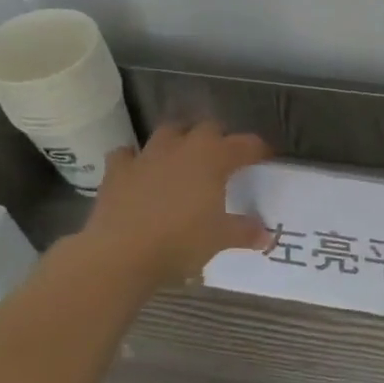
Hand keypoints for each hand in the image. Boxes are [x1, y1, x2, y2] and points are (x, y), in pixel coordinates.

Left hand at [79, 121, 272, 288]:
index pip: (245, 144)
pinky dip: (136, 160)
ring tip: (185, 159)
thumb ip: (245, 232)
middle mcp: (182, 147)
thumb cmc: (181, 241)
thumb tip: (267, 236)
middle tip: (225, 159)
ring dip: (179, 141)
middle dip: (219, 139)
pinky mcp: (117, 171)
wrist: (120, 254)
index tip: (266, 158)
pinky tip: (141, 172)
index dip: (259, 149)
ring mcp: (146, 156)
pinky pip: (128, 154)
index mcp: (213, 158)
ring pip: (168, 133)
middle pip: (207, 128)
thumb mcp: (221, 238)